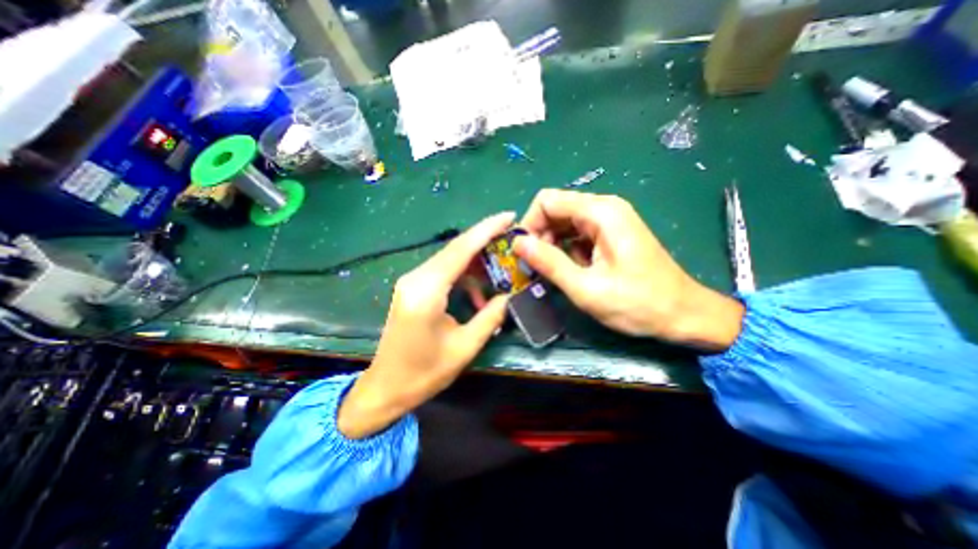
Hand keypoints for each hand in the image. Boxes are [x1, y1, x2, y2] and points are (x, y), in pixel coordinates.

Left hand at [339, 212, 513, 438]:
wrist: (386, 388)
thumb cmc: (424, 373)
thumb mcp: (465, 347)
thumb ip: (491, 316)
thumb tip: (511, 295)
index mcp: (426, 291)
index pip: (461, 249)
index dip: (487, 229)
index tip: (509, 216)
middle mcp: (416, 278)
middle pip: (456, 249)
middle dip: (486, 242)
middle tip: (512, 242)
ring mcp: (412, 281)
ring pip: (451, 260)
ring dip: (477, 264)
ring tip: (501, 274)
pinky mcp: (413, 288)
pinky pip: (444, 272)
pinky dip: (465, 278)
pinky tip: (478, 295)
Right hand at [512, 190, 742, 348]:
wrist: (683, 315)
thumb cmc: (637, 304)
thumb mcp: (586, 288)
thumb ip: (549, 262)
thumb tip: (517, 243)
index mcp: (600, 213)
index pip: (547, 201)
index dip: (530, 224)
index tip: (525, 253)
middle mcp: (604, 208)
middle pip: (555, 209)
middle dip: (540, 236)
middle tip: (538, 267)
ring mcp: (609, 220)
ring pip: (564, 221)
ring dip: (552, 244)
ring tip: (554, 271)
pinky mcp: (611, 233)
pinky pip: (577, 232)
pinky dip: (566, 249)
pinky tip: (573, 269)